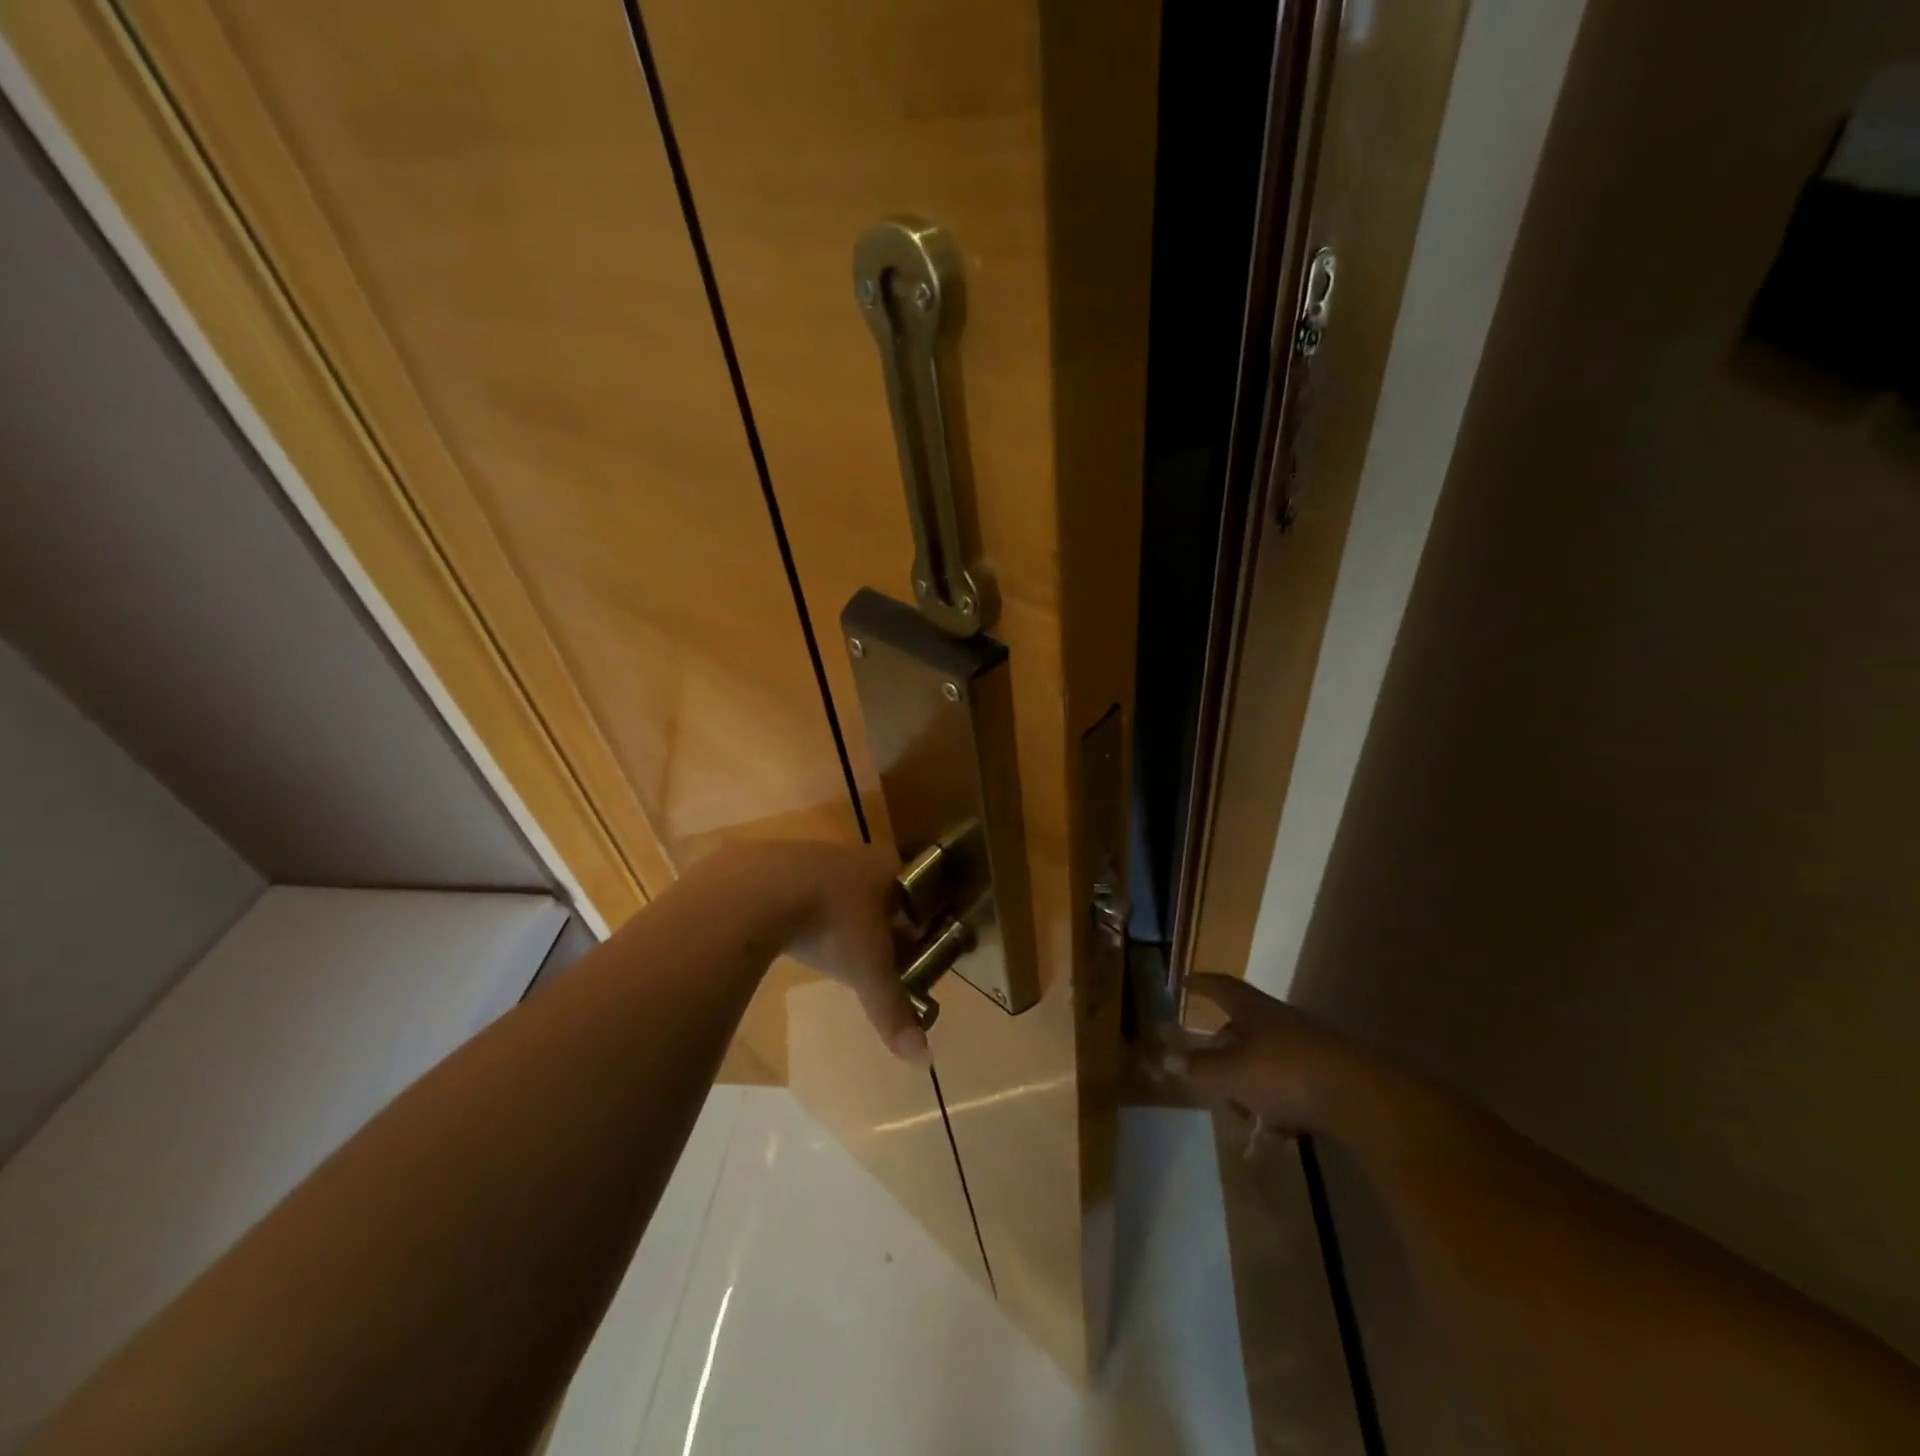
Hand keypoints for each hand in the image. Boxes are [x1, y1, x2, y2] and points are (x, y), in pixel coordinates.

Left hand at [705, 840, 924, 1062]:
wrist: (758, 890)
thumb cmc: (830, 923)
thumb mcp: (867, 970)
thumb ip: (893, 1009)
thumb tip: (922, 1058)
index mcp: (889, 870)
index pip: (917, 896)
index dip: (918, 925)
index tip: (913, 953)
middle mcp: (857, 855)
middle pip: (879, 892)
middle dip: (881, 923)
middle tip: (876, 957)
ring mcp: (814, 855)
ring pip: (840, 888)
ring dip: (842, 915)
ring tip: (835, 948)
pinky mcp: (777, 863)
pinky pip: (803, 888)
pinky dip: (806, 910)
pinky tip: (796, 933)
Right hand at [1171, 974, 1363, 1135]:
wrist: (1362, 1098)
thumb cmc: (1285, 1074)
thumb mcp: (1232, 1074)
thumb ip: (1201, 1069)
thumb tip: (1170, 1059)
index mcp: (1253, 1010)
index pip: (1221, 987)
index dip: (1201, 984)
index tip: (1185, 983)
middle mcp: (1279, 1020)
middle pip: (1242, 1028)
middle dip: (1223, 1053)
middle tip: (1211, 1076)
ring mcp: (1308, 1046)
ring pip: (1266, 1060)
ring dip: (1250, 1085)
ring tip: (1246, 1117)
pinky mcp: (1331, 1074)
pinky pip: (1292, 1084)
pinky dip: (1279, 1104)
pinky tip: (1280, 1132)